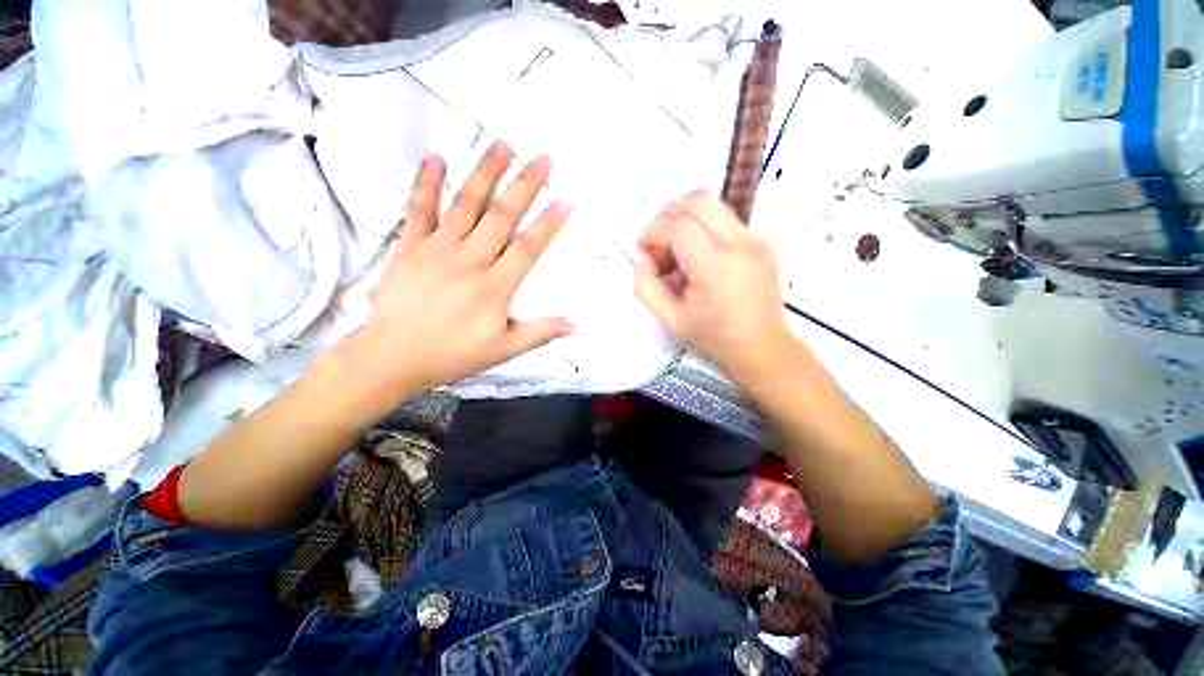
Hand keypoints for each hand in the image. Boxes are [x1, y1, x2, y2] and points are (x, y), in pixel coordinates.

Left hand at [330, 143, 574, 412]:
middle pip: (502, 217)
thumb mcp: (504, 350)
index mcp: (495, 288)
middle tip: (543, 157)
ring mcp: (437, 250)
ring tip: (502, 145)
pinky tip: (436, 158)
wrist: (393, 357)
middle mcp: (470, 261)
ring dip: (486, 173)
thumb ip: (541, 333)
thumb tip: (576, 326)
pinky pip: (419, 210)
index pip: (529, 248)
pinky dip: (427, 183)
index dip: (550, 223)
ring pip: (466, 205)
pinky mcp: (410, 246)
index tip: (567, 200)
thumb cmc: (454, 354)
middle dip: (525, 185)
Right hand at [635, 190, 796, 382]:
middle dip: (667, 215)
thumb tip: (642, 259)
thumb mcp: (671, 321)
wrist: (763, 349)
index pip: (678, 225)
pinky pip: (725, 221)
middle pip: (697, 201)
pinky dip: (703, 229)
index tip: (642, 249)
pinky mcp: (762, 243)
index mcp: (715, 266)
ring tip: (677, 252)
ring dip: (685, 220)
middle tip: (658, 244)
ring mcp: (756, 240)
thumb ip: (647, 288)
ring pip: (713, 206)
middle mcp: (740, 244)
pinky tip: (698, 259)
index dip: (653, 231)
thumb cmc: (714, 339)